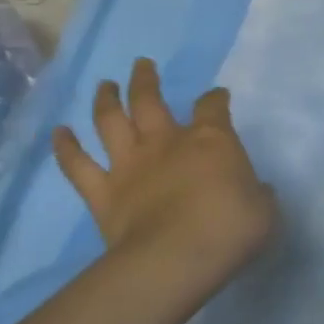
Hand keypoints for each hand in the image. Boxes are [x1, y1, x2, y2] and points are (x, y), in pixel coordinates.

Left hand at [54, 57, 275, 290]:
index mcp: (211, 140)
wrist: (177, 258)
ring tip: (104, 85)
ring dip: (106, 100)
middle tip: (142, 64)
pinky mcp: (103, 193)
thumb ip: (258, 195)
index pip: (213, 106)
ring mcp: (130, 165)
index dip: (215, 98)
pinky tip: (59, 132)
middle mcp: (166, 142)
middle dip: (146, 79)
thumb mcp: (264, 210)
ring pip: (111, 121)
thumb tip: (258, 191)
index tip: (218, 96)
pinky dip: (66, 148)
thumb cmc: (231, 229)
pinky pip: (78, 166)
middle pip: (150, 99)